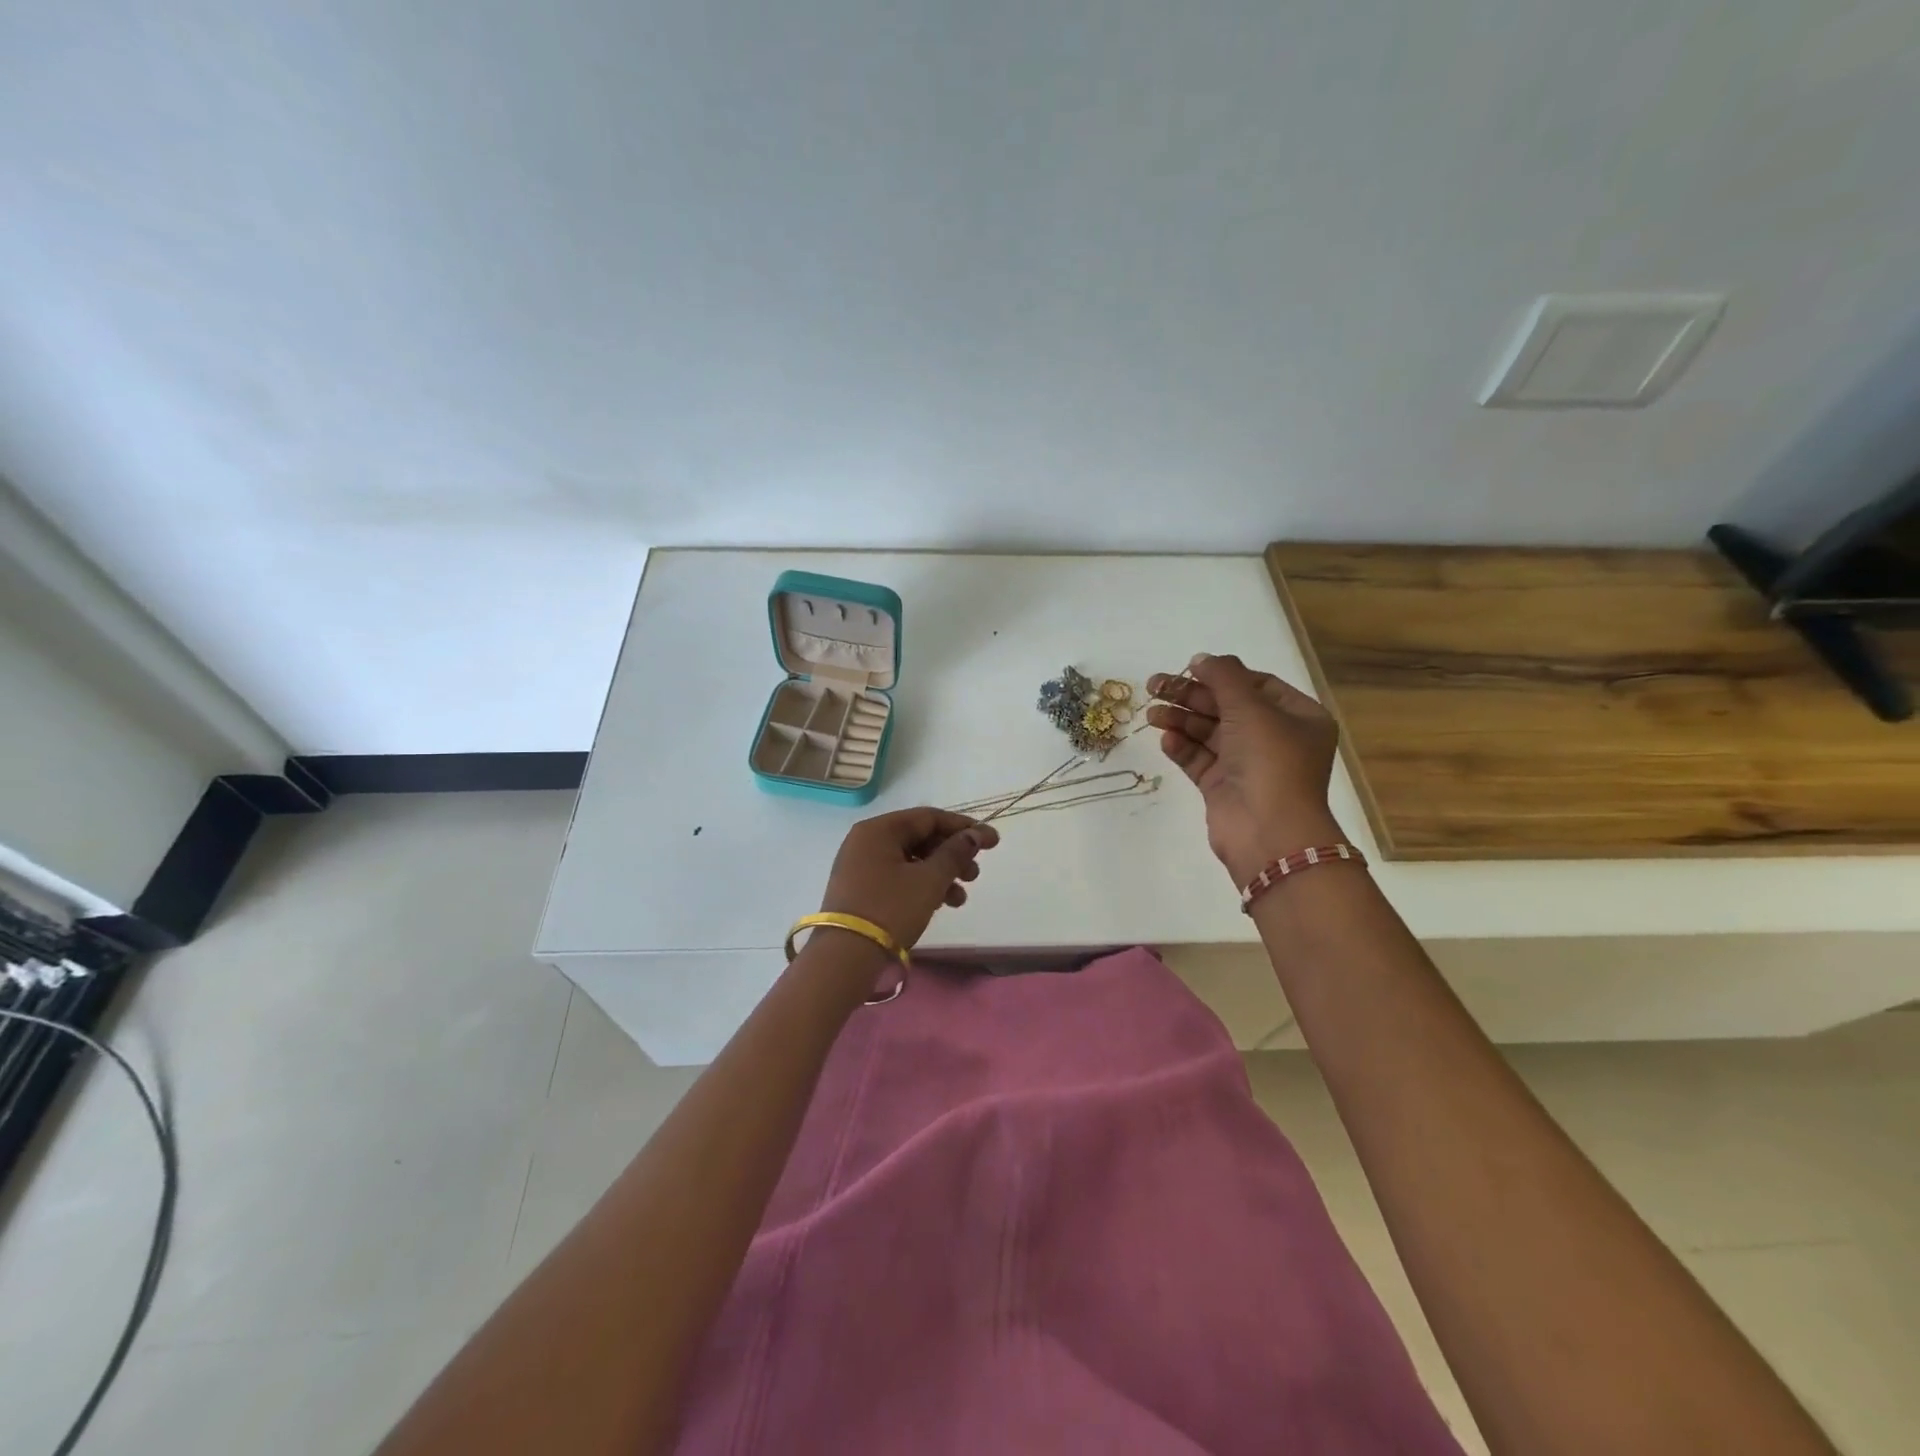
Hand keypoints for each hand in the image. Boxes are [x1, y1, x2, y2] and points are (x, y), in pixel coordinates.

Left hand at [819, 808, 999, 952]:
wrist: (845, 958)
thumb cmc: (890, 909)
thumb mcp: (929, 880)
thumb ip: (955, 853)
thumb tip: (974, 834)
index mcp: (879, 829)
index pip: (929, 817)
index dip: (964, 827)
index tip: (993, 842)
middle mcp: (866, 841)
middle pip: (920, 838)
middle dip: (953, 855)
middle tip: (974, 875)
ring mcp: (861, 866)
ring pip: (911, 860)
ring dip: (941, 874)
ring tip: (960, 898)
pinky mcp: (861, 890)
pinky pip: (899, 877)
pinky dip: (922, 886)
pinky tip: (941, 905)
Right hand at [1146, 654, 1343, 883]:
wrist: (1268, 832)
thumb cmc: (1270, 761)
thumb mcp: (1250, 708)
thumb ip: (1223, 677)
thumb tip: (1201, 658)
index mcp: (1298, 717)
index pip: (1257, 685)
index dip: (1222, 675)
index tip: (1188, 668)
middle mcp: (1276, 739)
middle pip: (1227, 707)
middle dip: (1191, 696)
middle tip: (1154, 686)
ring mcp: (1248, 765)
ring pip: (1209, 733)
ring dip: (1181, 720)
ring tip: (1152, 714)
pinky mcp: (1224, 787)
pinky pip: (1200, 760)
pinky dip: (1183, 748)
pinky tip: (1166, 740)